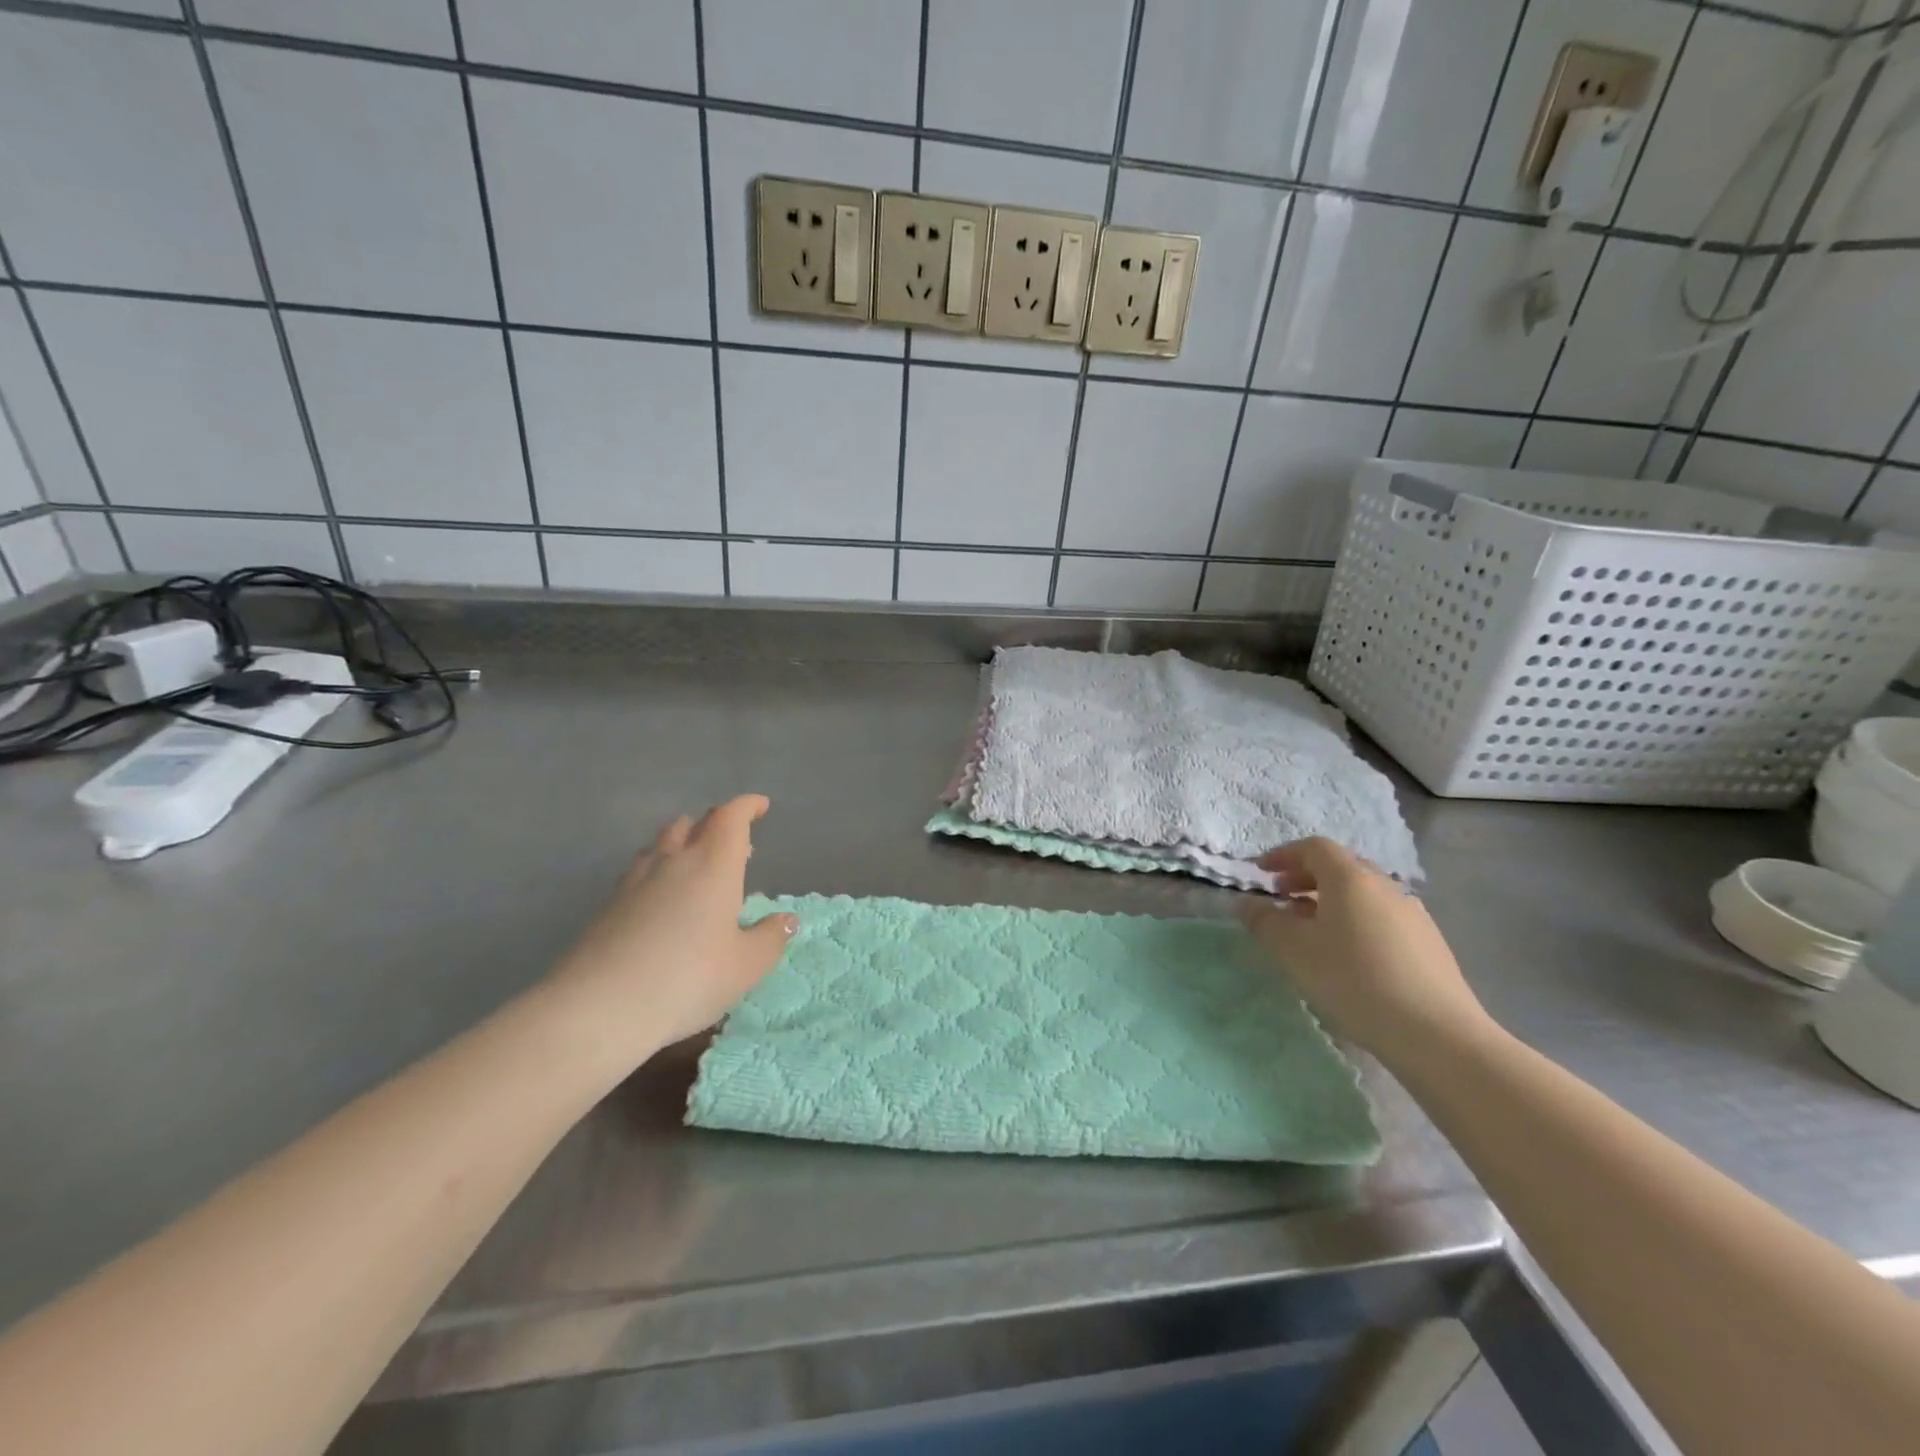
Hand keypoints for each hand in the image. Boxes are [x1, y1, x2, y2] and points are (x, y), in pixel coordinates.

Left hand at [544, 795, 797, 1070]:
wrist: (597, 1008)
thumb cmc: (688, 979)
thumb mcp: (745, 966)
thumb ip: (770, 938)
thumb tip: (787, 920)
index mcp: (713, 865)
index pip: (731, 818)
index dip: (747, 806)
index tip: (760, 806)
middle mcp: (673, 862)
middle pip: (692, 824)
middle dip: (715, 825)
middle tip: (734, 844)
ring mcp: (634, 882)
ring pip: (661, 845)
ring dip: (682, 845)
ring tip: (696, 867)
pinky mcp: (607, 906)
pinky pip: (639, 872)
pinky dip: (658, 873)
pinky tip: (662, 901)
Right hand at [1239, 837, 1492, 1066]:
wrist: (1437, 1034)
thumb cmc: (1353, 980)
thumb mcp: (1294, 951)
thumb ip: (1265, 922)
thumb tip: (1247, 904)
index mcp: (1350, 878)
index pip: (1314, 847)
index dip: (1283, 855)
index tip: (1261, 873)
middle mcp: (1384, 885)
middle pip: (1341, 867)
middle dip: (1306, 877)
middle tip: (1282, 898)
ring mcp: (1412, 914)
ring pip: (1363, 894)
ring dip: (1331, 901)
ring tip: (1312, 931)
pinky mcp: (1429, 943)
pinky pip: (1382, 917)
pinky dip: (1356, 921)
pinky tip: (1350, 957)